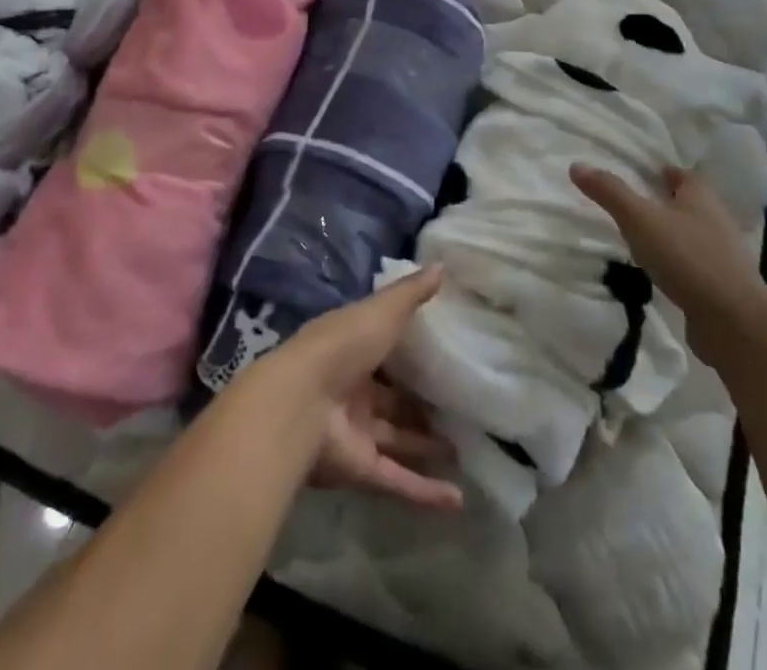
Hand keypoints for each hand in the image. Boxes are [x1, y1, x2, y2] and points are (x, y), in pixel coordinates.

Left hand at [249, 267, 462, 511]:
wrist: (300, 402)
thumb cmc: (342, 345)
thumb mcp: (381, 311)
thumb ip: (411, 294)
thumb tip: (443, 266)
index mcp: (352, 348)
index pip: (384, 351)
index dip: (411, 353)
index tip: (446, 355)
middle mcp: (352, 390)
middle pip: (391, 401)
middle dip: (421, 407)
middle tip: (461, 410)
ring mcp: (355, 432)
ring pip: (396, 441)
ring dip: (426, 447)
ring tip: (466, 452)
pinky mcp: (359, 469)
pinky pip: (397, 480)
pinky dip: (425, 492)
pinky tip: (458, 500)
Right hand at [570, 163, 766, 354]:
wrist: (735, 323)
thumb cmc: (687, 258)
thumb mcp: (639, 219)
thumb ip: (609, 192)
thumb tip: (577, 165)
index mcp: (700, 196)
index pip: (679, 174)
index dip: (658, 171)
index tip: (635, 173)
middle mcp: (715, 220)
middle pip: (685, 204)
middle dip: (661, 202)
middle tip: (628, 204)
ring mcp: (721, 256)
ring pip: (689, 235)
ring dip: (667, 235)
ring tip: (635, 239)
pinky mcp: (719, 287)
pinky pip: (691, 266)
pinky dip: (674, 264)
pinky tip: (655, 273)